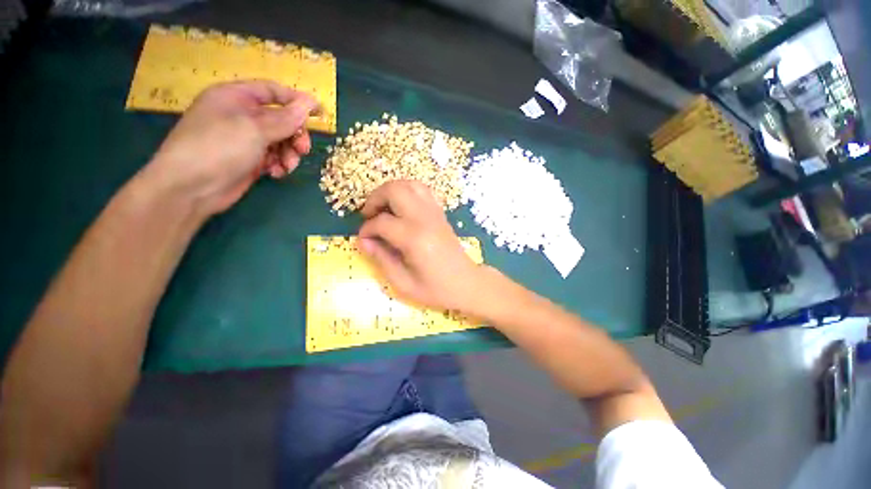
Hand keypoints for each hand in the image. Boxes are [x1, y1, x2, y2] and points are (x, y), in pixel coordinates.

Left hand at [145, 80, 320, 215]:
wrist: (191, 188)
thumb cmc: (219, 148)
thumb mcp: (255, 129)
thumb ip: (286, 118)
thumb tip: (310, 102)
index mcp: (236, 97)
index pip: (273, 92)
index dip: (297, 101)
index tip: (320, 115)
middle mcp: (241, 116)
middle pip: (280, 119)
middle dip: (295, 135)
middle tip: (302, 150)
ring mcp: (245, 139)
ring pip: (280, 141)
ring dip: (288, 153)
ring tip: (287, 166)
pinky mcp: (249, 160)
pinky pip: (273, 157)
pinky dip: (279, 164)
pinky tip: (276, 173)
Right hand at [358, 180, 486, 311]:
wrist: (466, 283)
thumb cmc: (435, 289)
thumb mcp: (403, 283)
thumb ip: (381, 259)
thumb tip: (363, 240)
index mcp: (414, 239)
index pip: (382, 222)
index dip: (367, 230)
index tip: (364, 240)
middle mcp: (424, 219)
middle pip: (395, 191)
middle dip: (375, 199)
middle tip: (368, 216)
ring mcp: (434, 213)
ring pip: (409, 184)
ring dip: (391, 191)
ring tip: (383, 208)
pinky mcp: (440, 213)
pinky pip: (422, 191)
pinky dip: (407, 192)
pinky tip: (401, 207)